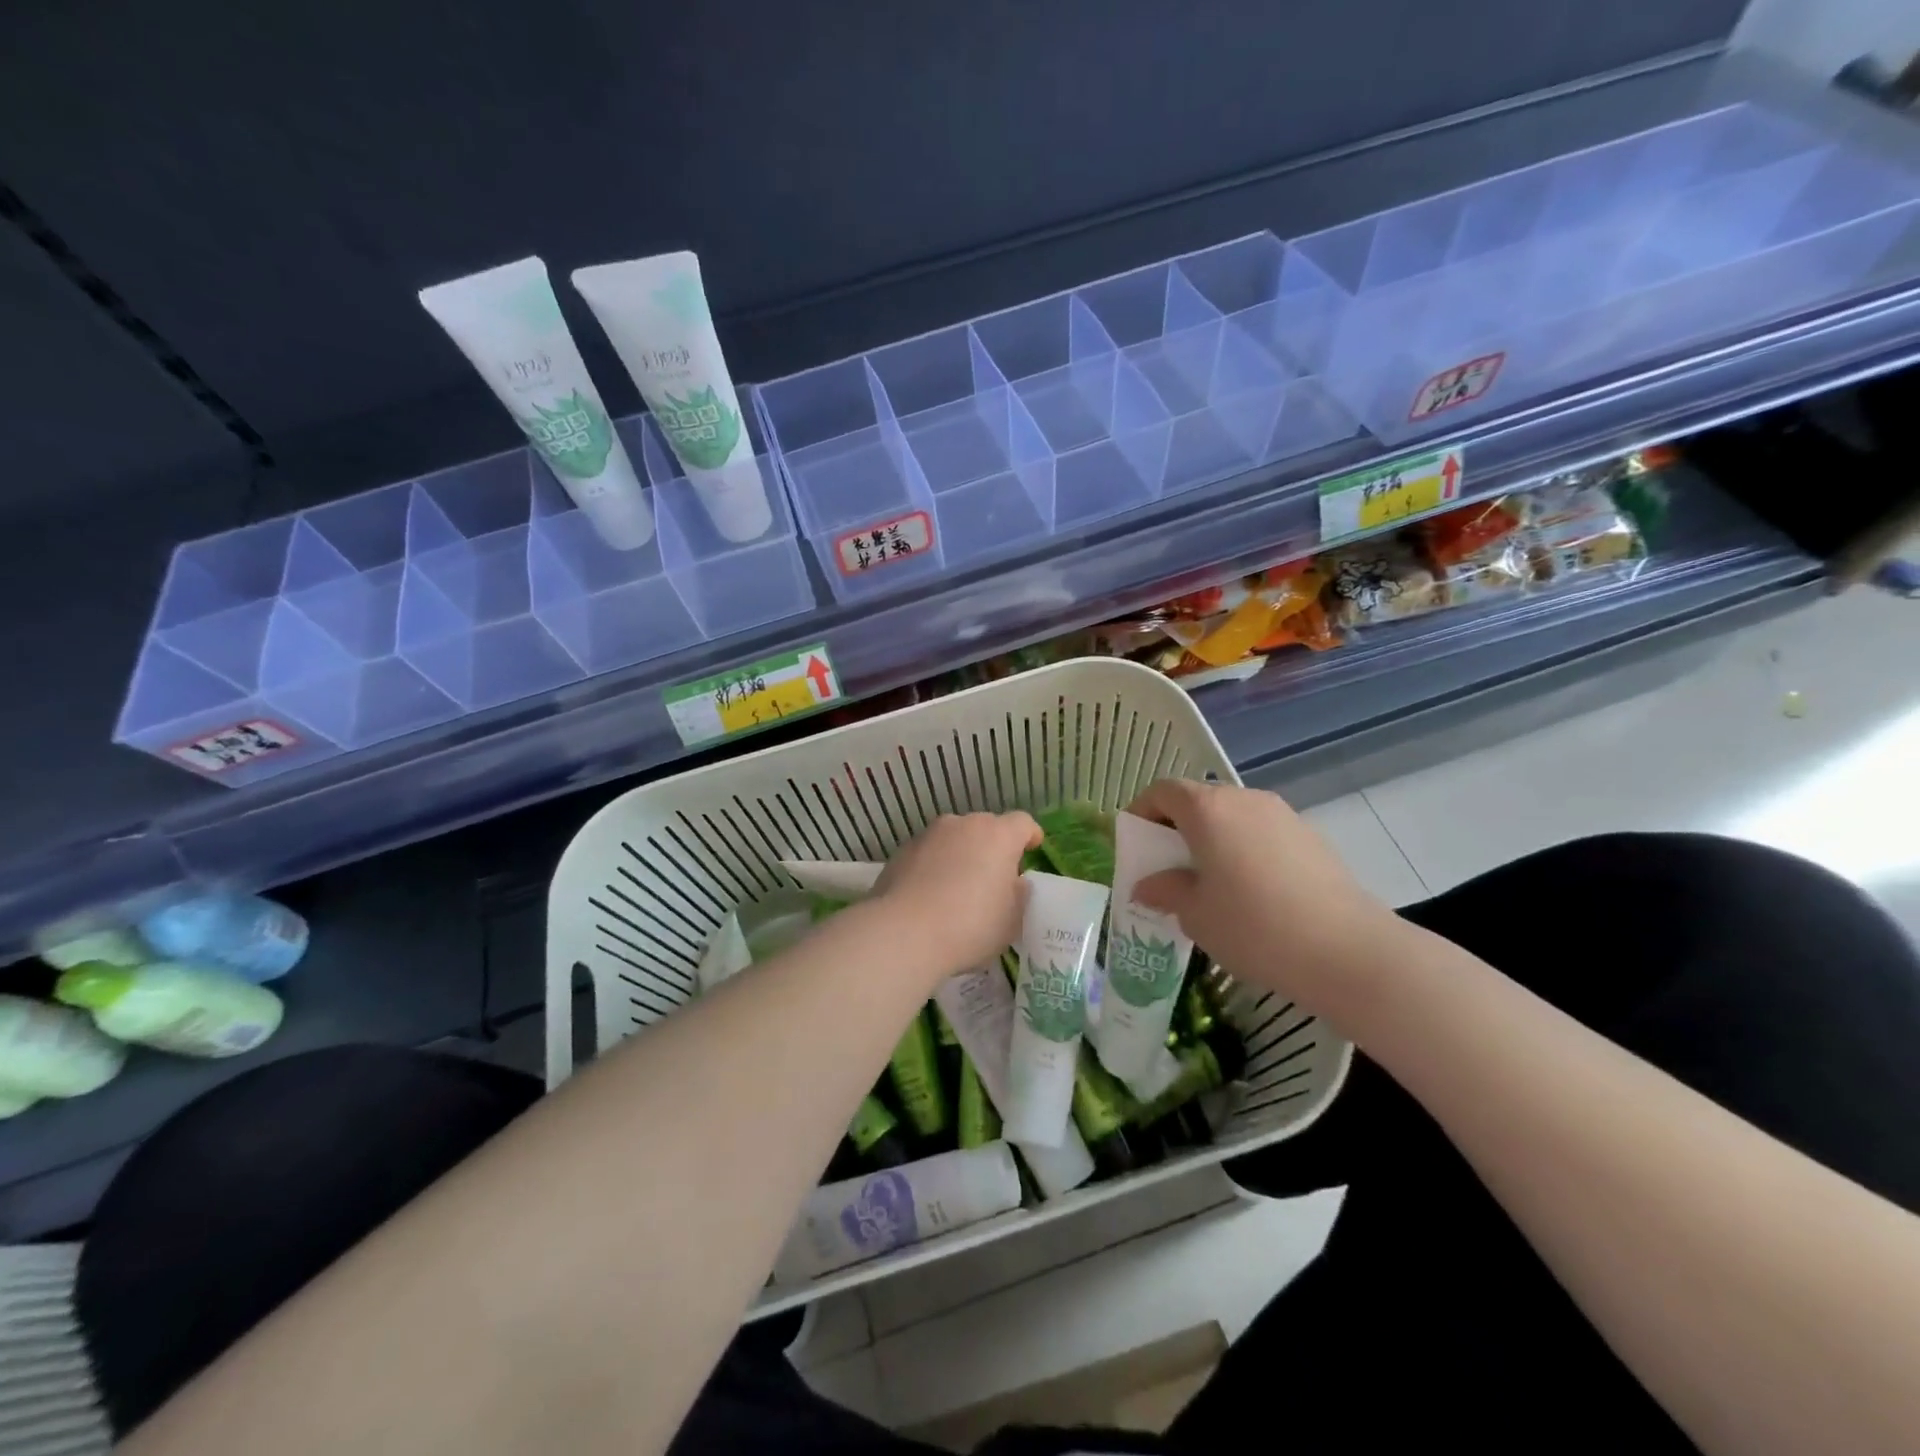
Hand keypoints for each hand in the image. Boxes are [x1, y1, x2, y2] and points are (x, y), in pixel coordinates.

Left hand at [871, 812, 1042, 982]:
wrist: (903, 932)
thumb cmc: (970, 926)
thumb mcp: (1011, 920)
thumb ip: (1018, 896)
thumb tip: (1014, 882)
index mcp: (998, 836)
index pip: (1023, 823)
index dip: (1030, 835)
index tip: (1033, 848)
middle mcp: (963, 824)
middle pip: (986, 827)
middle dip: (994, 846)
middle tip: (995, 876)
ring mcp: (929, 834)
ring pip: (955, 838)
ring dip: (962, 854)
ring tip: (959, 886)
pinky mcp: (903, 850)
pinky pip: (930, 853)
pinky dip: (935, 865)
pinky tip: (931, 894)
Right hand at [1126, 780, 1402, 1010]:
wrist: (1346, 950)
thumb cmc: (1254, 927)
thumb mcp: (1195, 914)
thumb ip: (1165, 891)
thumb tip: (1147, 886)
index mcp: (1208, 809)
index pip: (1163, 791)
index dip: (1142, 811)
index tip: (1134, 842)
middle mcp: (1244, 799)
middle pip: (1198, 799)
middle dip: (1175, 827)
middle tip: (1167, 866)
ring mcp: (1281, 815)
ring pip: (1231, 816)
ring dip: (1211, 838)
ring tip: (1209, 881)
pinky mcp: (1309, 836)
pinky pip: (1260, 832)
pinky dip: (1242, 848)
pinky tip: (1250, 891)